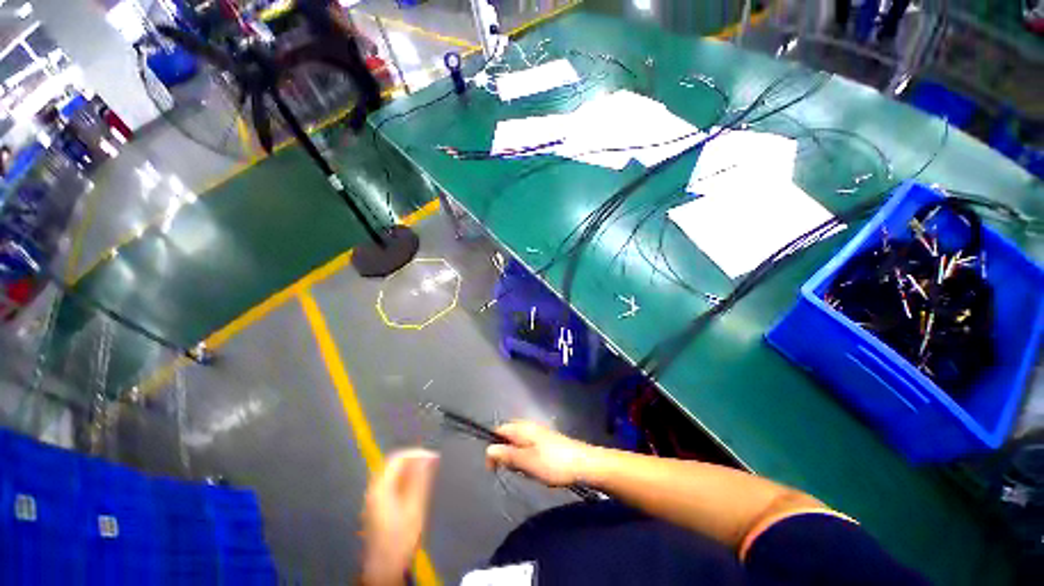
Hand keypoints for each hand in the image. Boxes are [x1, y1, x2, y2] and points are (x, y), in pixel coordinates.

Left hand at [360, 449, 439, 585]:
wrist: (385, 568)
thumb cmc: (401, 538)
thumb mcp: (415, 507)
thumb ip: (420, 479)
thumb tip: (428, 457)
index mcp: (381, 488)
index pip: (397, 458)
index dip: (416, 453)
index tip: (433, 455)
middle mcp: (374, 490)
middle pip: (392, 463)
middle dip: (413, 459)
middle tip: (431, 460)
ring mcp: (373, 498)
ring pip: (391, 472)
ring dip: (409, 467)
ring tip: (426, 469)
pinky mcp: (376, 505)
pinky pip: (390, 482)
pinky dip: (404, 477)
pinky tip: (415, 483)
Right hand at [485, 421, 592, 486]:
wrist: (584, 464)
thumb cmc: (553, 463)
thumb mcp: (526, 462)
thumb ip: (507, 455)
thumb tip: (488, 449)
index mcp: (522, 428)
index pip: (499, 430)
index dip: (493, 447)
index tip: (494, 468)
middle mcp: (529, 427)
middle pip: (508, 436)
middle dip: (506, 454)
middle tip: (514, 470)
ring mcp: (539, 433)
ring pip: (519, 443)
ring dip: (517, 458)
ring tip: (526, 472)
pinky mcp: (547, 442)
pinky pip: (530, 448)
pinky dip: (528, 458)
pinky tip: (536, 469)